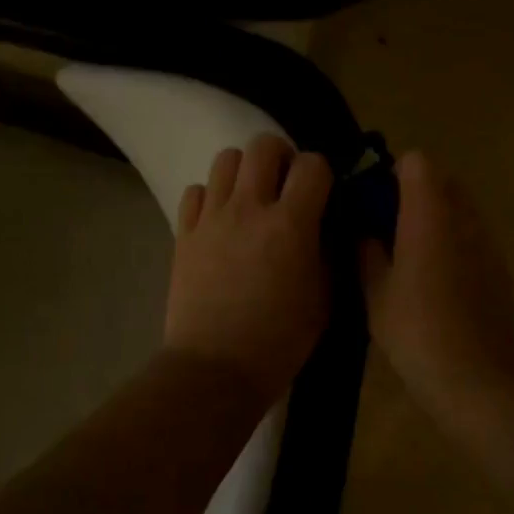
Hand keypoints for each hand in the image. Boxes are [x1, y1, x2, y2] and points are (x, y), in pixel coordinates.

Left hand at [165, 134, 333, 402]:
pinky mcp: (184, 233)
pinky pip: (195, 191)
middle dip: (282, 157)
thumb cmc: (280, 340)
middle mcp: (249, 208)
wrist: (216, 368)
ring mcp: (212, 218)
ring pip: (225, 159)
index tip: (323, 192)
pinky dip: (210, 196)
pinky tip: (220, 220)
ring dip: (245, 171)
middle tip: (286, 185)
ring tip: (251, 198)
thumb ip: (329, 252)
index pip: (312, 164)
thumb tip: (327, 225)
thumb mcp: (324, 299)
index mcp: (290, 224)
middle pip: (263, 145)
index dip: (322, 172)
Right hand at [358, 152, 513, 415]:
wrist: (477, 379)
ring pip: (460, 212)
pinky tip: (440, 286)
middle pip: (442, 182)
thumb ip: (366, 251)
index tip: (373, 203)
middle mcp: (465, 217)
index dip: (392, 174)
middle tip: (388, 231)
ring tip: (412, 260)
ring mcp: (489, 243)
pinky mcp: (501, 269)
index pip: (417, 162)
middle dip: (414, 196)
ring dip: (436, 221)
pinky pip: (474, 240)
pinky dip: (455, 247)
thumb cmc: (416, 330)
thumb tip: (364, 232)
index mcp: (429, 214)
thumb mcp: (375, 292)